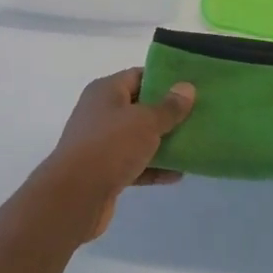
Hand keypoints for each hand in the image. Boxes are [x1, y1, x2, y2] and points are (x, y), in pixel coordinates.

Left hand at [44, 68, 194, 239]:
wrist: (74, 197)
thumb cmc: (110, 146)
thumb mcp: (146, 121)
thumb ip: (169, 106)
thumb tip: (187, 88)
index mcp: (106, 91)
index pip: (139, 76)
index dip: (165, 79)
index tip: (191, 86)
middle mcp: (101, 113)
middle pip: (140, 107)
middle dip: (168, 112)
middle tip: (198, 115)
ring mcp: (101, 144)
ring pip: (138, 138)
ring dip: (163, 142)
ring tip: (194, 144)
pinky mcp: (104, 171)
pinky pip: (135, 164)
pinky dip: (154, 167)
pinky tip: (178, 174)